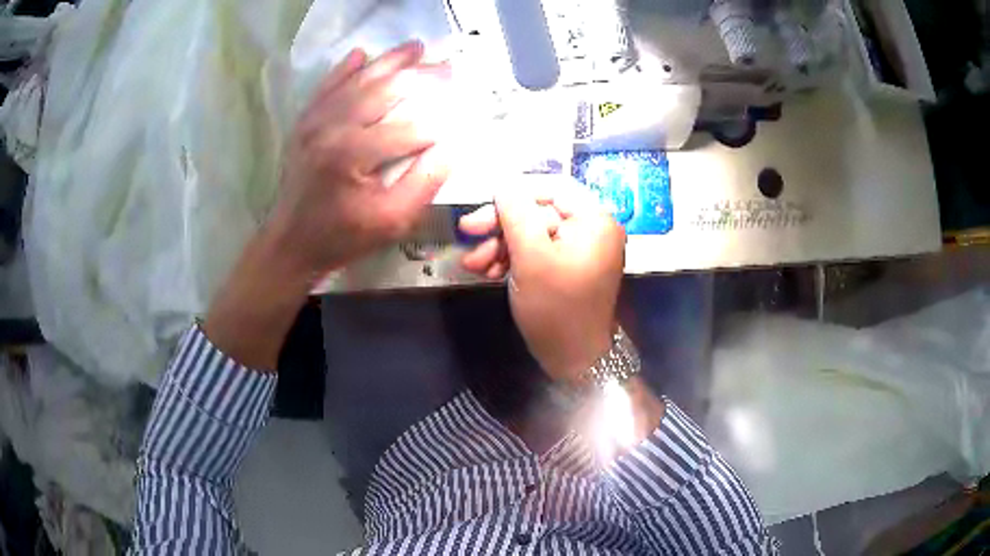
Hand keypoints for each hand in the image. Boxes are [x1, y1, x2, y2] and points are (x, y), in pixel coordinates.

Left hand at [269, 40, 451, 282]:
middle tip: (449, 66)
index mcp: (354, 154)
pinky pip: (328, 85)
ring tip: (417, 46)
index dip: (442, 121)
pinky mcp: (305, 121)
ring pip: (359, 80)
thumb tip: (453, 146)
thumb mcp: (392, 221)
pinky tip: (362, 53)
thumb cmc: (343, 236)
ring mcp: (315, 120)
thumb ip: (425, 182)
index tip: (464, 112)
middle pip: (386, 90)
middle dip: (422, 76)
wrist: (291, 242)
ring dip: (390, 61)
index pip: (411, 128)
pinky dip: (345, 68)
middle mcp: (333, 127)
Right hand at [459, 178, 625, 383]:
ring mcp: (580, 251)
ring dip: (500, 246)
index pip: (552, 187)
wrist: (573, 361)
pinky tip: (487, 271)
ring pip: (533, 234)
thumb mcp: (531, 257)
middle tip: (467, 231)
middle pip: (539, 211)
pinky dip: (513, 260)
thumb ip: (515, 213)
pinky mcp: (567, 269)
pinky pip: (538, 253)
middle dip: (501, 225)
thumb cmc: (555, 307)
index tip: (483, 204)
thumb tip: (504, 181)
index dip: (515, 193)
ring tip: (472, 264)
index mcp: (594, 220)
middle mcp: (592, 229)